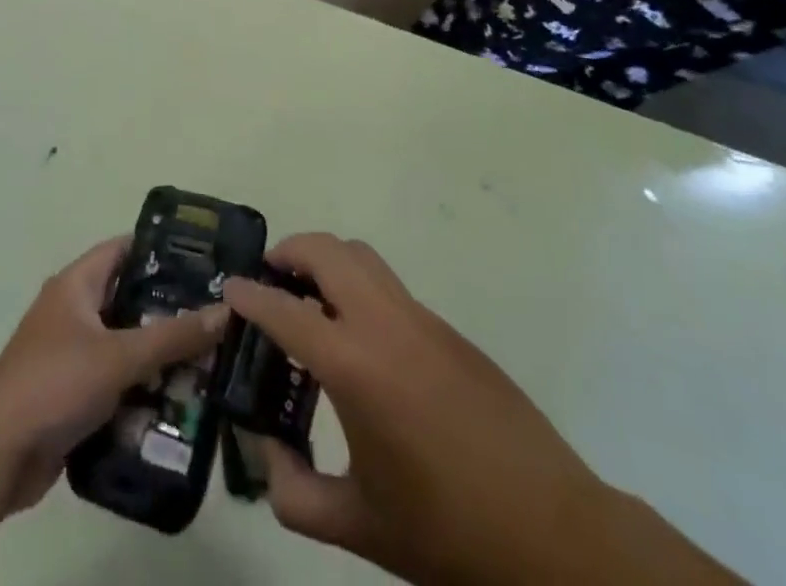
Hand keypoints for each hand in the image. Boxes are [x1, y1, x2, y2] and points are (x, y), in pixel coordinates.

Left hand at [0, 238, 227, 514]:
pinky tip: (178, 402)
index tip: (202, 261)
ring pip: (125, 346)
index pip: (123, 250)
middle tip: (215, 318)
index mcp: (76, 285)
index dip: (160, 252)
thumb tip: (225, 311)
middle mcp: (73, 311)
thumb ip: (172, 336)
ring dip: (158, 357)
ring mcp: (71, 355)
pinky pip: (115, 382)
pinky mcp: (72, 395)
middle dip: (168, 312)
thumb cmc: (55, 383)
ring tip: (208, 363)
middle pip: (129, 301)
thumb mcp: (118, 356)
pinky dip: (141, 389)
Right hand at [223, 234, 611, 585]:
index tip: (230, 287)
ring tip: (311, 298)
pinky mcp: (450, 330)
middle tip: (271, 279)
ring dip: (328, 261)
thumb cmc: (448, 531)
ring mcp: (422, 320)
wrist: (554, 533)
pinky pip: (391, 289)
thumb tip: (268, 453)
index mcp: (354, 365)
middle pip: (328, 251)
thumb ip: (294, 493)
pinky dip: (360, 290)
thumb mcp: (359, 525)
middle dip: (290, 252)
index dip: (251, 295)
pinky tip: (363, 343)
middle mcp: (384, 324)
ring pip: (363, 257)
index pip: (284, 310)